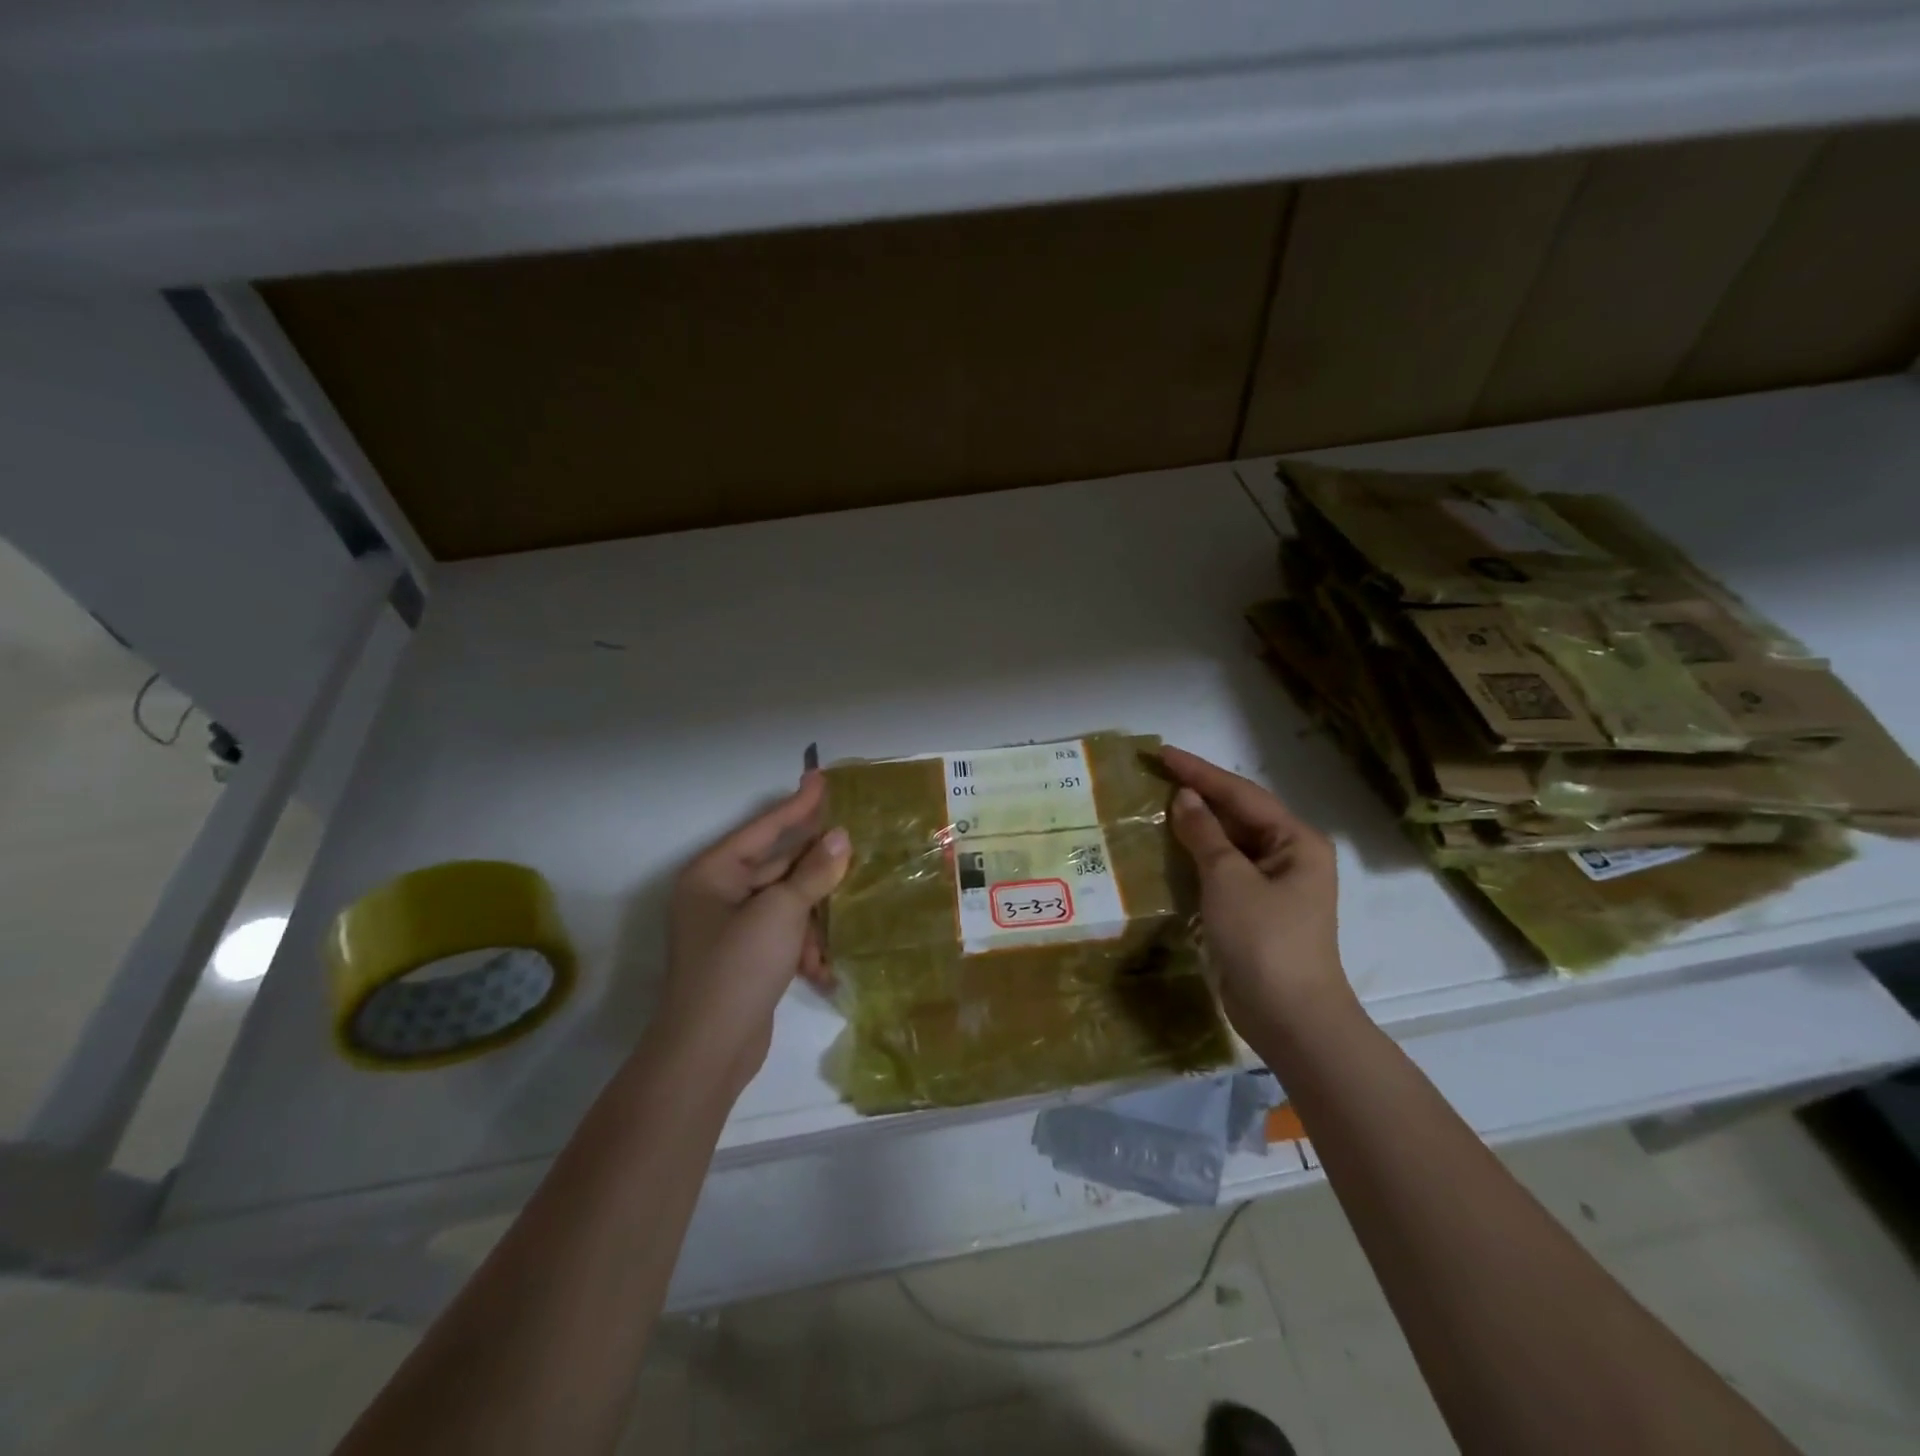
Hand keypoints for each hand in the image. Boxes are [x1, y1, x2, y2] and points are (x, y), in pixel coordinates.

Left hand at [658, 771, 850, 1096]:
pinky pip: (784, 932)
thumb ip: (812, 873)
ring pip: (787, 900)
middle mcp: (718, 894)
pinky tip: (823, 965)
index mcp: (713, 874)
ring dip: (815, 912)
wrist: (708, 1052)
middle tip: (854, 836)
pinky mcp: (747, 956)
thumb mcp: (781, 913)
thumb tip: (840, 838)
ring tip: (850, 910)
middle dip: (816, 863)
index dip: (797, 804)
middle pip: (778, 864)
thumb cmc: (737, 968)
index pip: (764, 828)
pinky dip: (804, 944)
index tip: (822, 777)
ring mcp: (732, 927)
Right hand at [1161, 746, 1354, 1033]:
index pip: (1242, 794)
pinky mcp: (1257, 910)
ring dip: (1197, 825)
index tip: (1162, 752)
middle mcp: (1290, 857)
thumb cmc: (1264, 940)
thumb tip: (1185, 796)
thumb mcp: (1229, 880)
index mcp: (1296, 842)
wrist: (1290, 1018)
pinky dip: (1198, 856)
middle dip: (1199, 795)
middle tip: (1156, 774)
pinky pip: (1224, 870)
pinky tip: (1172, 848)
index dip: (1200, 772)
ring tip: (1158, 804)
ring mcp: (1275, 886)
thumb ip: (1205, 834)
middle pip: (1239, 815)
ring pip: (1230, 843)